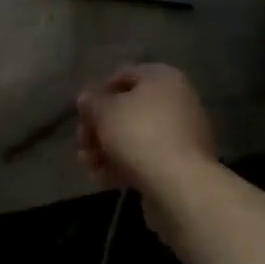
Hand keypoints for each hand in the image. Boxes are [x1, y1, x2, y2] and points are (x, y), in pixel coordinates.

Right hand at [77, 64, 215, 196]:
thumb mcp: (105, 111)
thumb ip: (92, 102)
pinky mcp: (182, 167)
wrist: (181, 188)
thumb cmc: (140, 134)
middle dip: (100, 127)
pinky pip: (148, 159)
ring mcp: (182, 136)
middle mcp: (177, 102)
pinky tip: (101, 178)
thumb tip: (87, 99)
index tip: (83, 113)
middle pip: (128, 110)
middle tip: (82, 143)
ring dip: (107, 149)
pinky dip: (124, 165)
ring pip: (136, 137)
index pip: (123, 76)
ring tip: (86, 164)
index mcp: (163, 78)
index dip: (98, 93)